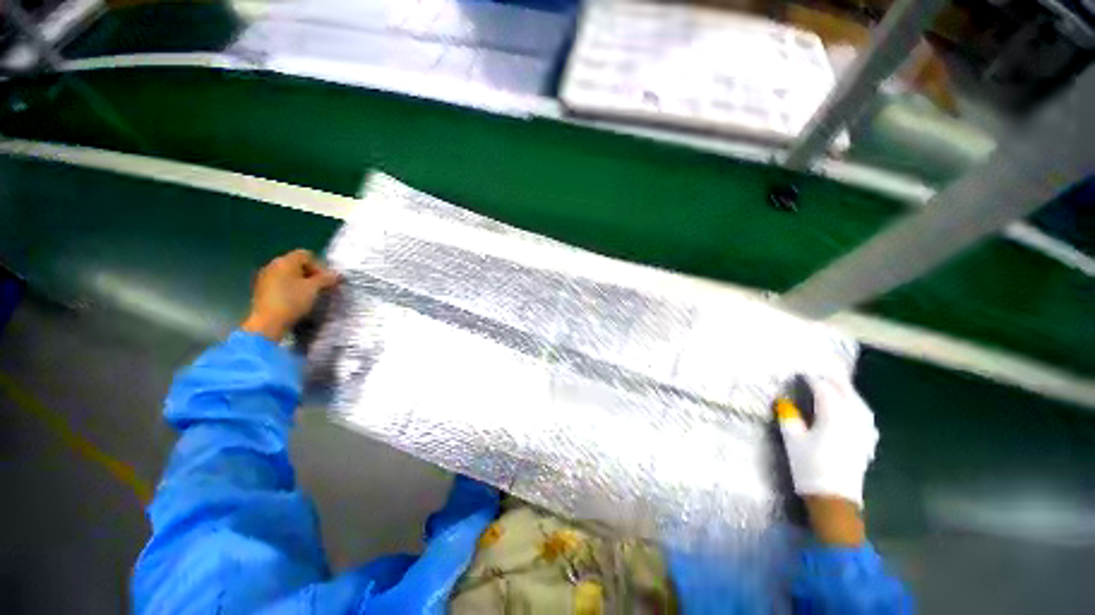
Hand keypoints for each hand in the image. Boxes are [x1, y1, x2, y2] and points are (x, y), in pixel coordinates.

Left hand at [241, 249, 337, 341]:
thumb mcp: (314, 289)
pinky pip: (280, 282)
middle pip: (296, 263)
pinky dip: (290, 287)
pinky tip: (295, 300)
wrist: (268, 322)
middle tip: (320, 287)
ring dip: (300, 281)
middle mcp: (273, 265)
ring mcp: (264, 277)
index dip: (319, 265)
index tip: (325, 280)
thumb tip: (336, 275)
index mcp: (285, 261)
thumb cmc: (292, 301)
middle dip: (310, 273)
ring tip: (309, 294)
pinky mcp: (261, 289)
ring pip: (288, 274)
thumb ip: (326, 279)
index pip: (306, 255)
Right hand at [777, 375, 877, 543]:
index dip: (812, 378)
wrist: (834, 499)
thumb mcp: (792, 440)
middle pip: (845, 392)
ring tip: (834, 385)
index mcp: (833, 416)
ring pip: (858, 402)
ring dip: (845, 390)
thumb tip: (784, 401)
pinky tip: (851, 407)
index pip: (824, 389)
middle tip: (817, 372)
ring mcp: (863, 430)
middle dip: (832, 380)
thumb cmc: (810, 467)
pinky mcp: (867, 441)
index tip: (800, 373)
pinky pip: (864, 414)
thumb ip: (788, 417)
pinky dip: (855, 404)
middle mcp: (853, 419)